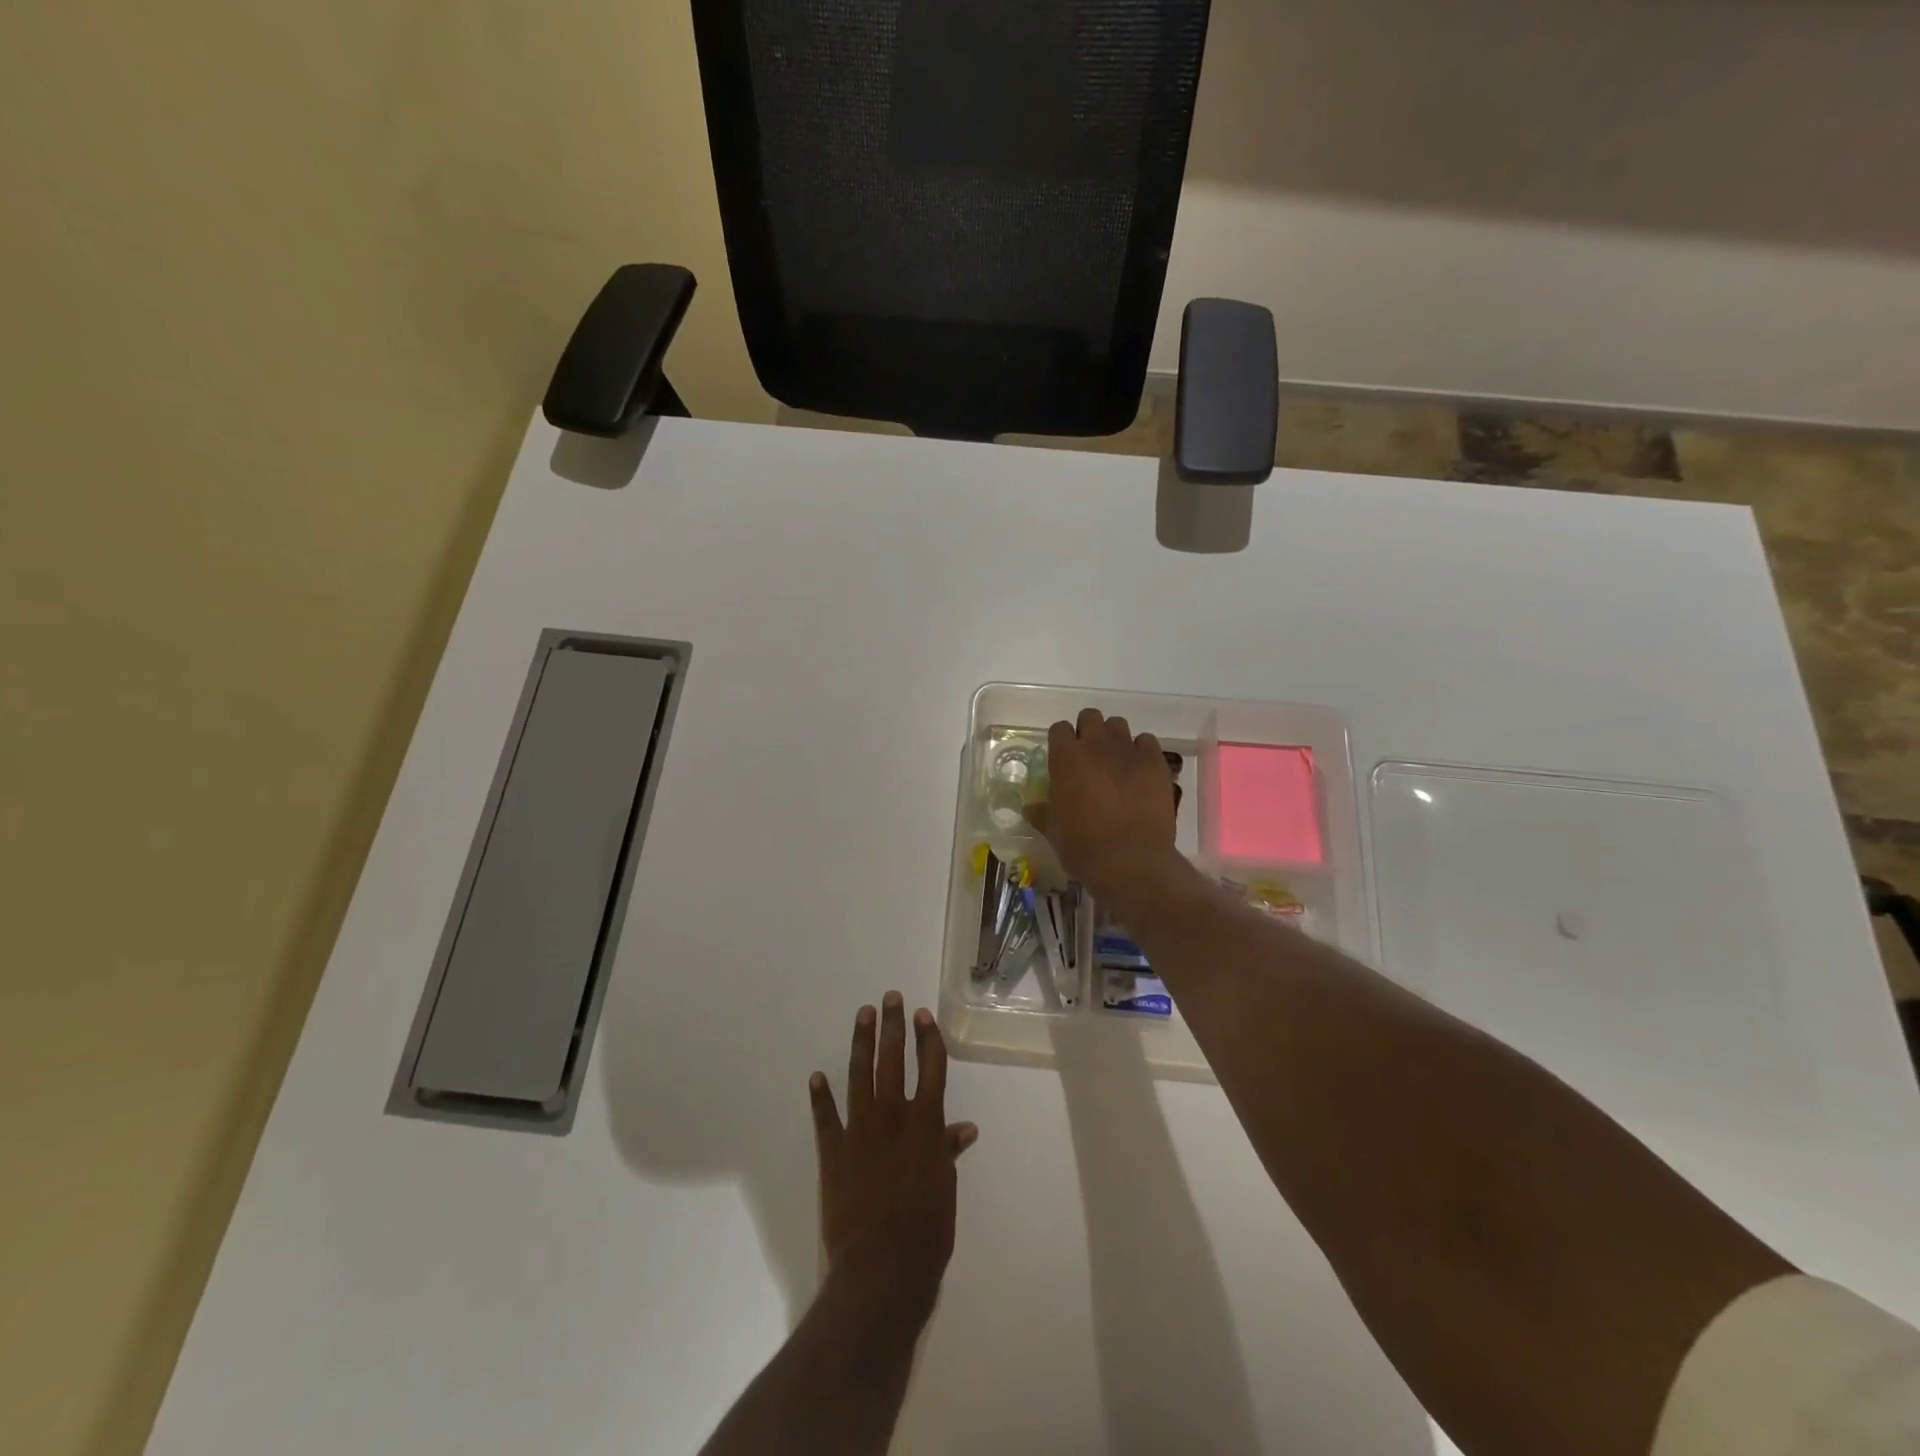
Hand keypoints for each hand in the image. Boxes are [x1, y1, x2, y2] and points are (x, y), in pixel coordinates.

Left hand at [810, 993, 978, 1317]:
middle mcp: (893, 1117)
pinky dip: (820, 1097)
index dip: (927, 1039)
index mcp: (925, 1124)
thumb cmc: (926, 1231)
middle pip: (893, 1060)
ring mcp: (860, 1131)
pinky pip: (825, 1118)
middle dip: (893, 1026)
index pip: (930, 1068)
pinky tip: (816, 1076)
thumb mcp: (945, 1188)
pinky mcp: (833, 1151)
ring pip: (860, 1075)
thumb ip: (949, 1151)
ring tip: (863, 1014)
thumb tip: (965, 1127)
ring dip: (861, 1043)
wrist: (882, 1268)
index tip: (923, 1014)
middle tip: (890, 997)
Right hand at [1025, 708, 1179, 901]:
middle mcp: (1096, 745)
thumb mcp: (1052, 831)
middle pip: (1090, 716)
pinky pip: (1147, 741)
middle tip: (1089, 756)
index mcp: (1065, 758)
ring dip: (1114, 738)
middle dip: (1088, 731)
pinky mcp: (1155, 762)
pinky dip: (1142, 751)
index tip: (1063, 757)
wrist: (1130, 861)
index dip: (1061, 741)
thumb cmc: (1083, 846)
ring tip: (1116, 762)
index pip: (1059, 728)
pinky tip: (1140, 771)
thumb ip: (1041, 812)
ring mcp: (1128, 751)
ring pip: (1119, 725)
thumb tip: (1030, 807)